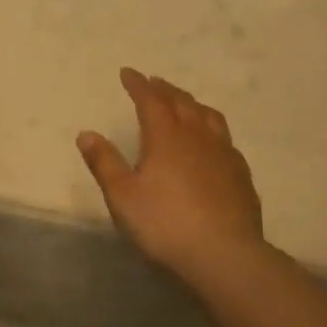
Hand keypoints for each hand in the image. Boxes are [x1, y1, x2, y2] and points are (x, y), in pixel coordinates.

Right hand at [77, 69, 262, 274]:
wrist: (224, 254)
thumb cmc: (165, 224)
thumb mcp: (122, 196)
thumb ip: (104, 162)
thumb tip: (86, 133)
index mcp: (165, 137)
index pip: (150, 100)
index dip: (138, 84)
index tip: (128, 72)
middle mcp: (196, 136)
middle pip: (181, 102)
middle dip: (165, 89)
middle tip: (154, 82)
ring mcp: (223, 153)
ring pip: (208, 116)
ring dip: (192, 104)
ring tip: (185, 103)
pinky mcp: (240, 174)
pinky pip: (225, 138)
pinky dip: (212, 128)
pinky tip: (212, 141)